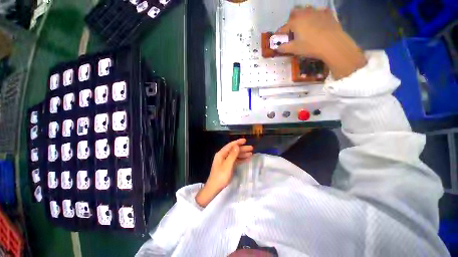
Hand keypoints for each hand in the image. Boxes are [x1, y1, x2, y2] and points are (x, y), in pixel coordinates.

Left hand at [195, 139, 252, 206]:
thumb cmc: (220, 176)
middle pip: (233, 150)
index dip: (238, 142)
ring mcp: (225, 161)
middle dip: (242, 149)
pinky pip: (235, 161)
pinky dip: (240, 160)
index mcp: (221, 154)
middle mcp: (223, 156)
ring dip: (242, 154)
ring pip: (235, 155)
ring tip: (251, 154)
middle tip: (251, 148)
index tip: (245, 140)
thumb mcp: (227, 165)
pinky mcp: (227, 166)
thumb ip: (232, 155)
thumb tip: (237, 146)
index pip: (230, 145)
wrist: (214, 188)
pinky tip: (246, 159)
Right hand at [276, 6, 366, 78]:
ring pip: (307, 9)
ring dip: (304, 15)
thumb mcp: (295, 49)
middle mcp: (304, 14)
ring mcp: (317, 12)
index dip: (280, 33)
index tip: (278, 37)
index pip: (284, 27)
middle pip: (295, 11)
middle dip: (292, 18)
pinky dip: (317, 15)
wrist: (332, 43)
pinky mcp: (327, 13)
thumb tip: (277, 48)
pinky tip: (318, 22)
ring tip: (305, 24)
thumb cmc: (310, 46)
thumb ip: (284, 48)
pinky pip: (320, 11)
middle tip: (293, 28)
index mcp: (295, 22)